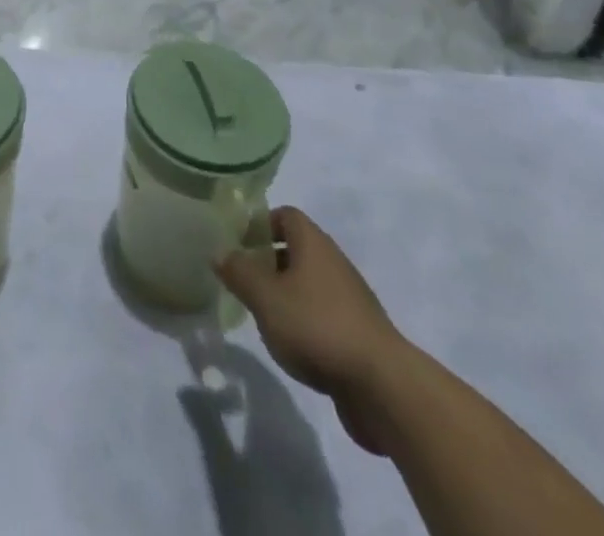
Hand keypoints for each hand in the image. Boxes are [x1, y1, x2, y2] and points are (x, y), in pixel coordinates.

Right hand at [218, 206, 410, 452]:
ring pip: (308, 283)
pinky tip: (290, 344)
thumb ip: (238, 271)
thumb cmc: (317, 327)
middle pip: (295, 248)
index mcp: (313, 243)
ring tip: (261, 314)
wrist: (384, 388)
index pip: (285, 215)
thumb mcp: (265, 297)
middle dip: (267, 260)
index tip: (237, 243)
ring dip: (284, 293)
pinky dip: (303, 320)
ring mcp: (349, 299)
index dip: (259, 223)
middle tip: (242, 279)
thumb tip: (219, 252)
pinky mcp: (358, 333)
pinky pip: (322, 313)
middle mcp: (333, 262)